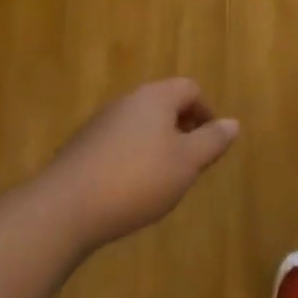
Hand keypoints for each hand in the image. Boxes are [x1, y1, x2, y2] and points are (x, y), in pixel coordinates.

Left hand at [40, 79, 239, 250]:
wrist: (64, 209)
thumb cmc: (136, 180)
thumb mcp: (186, 164)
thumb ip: (212, 141)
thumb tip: (233, 123)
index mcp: (156, 96)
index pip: (190, 89)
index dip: (206, 113)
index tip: (210, 144)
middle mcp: (128, 100)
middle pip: (164, 104)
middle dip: (181, 129)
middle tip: (189, 163)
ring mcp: (101, 122)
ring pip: (140, 124)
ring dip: (157, 145)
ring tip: (161, 180)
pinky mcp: (82, 147)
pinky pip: (119, 142)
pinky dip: (132, 158)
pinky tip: (129, 190)